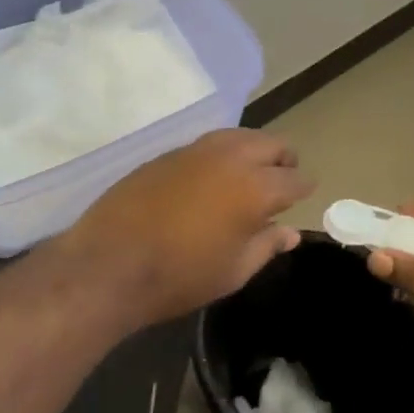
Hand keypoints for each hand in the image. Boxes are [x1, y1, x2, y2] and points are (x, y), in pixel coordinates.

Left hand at [58, 130, 314, 329]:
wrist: (110, 264)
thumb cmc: (180, 277)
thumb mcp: (233, 271)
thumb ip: (266, 245)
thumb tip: (289, 232)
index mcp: (254, 188)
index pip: (293, 178)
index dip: (303, 187)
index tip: (304, 194)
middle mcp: (229, 158)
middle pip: (269, 143)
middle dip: (282, 159)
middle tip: (282, 179)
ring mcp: (194, 151)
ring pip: (236, 135)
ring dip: (251, 150)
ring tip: (249, 174)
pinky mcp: (165, 155)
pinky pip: (205, 145)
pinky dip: (220, 154)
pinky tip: (212, 177)